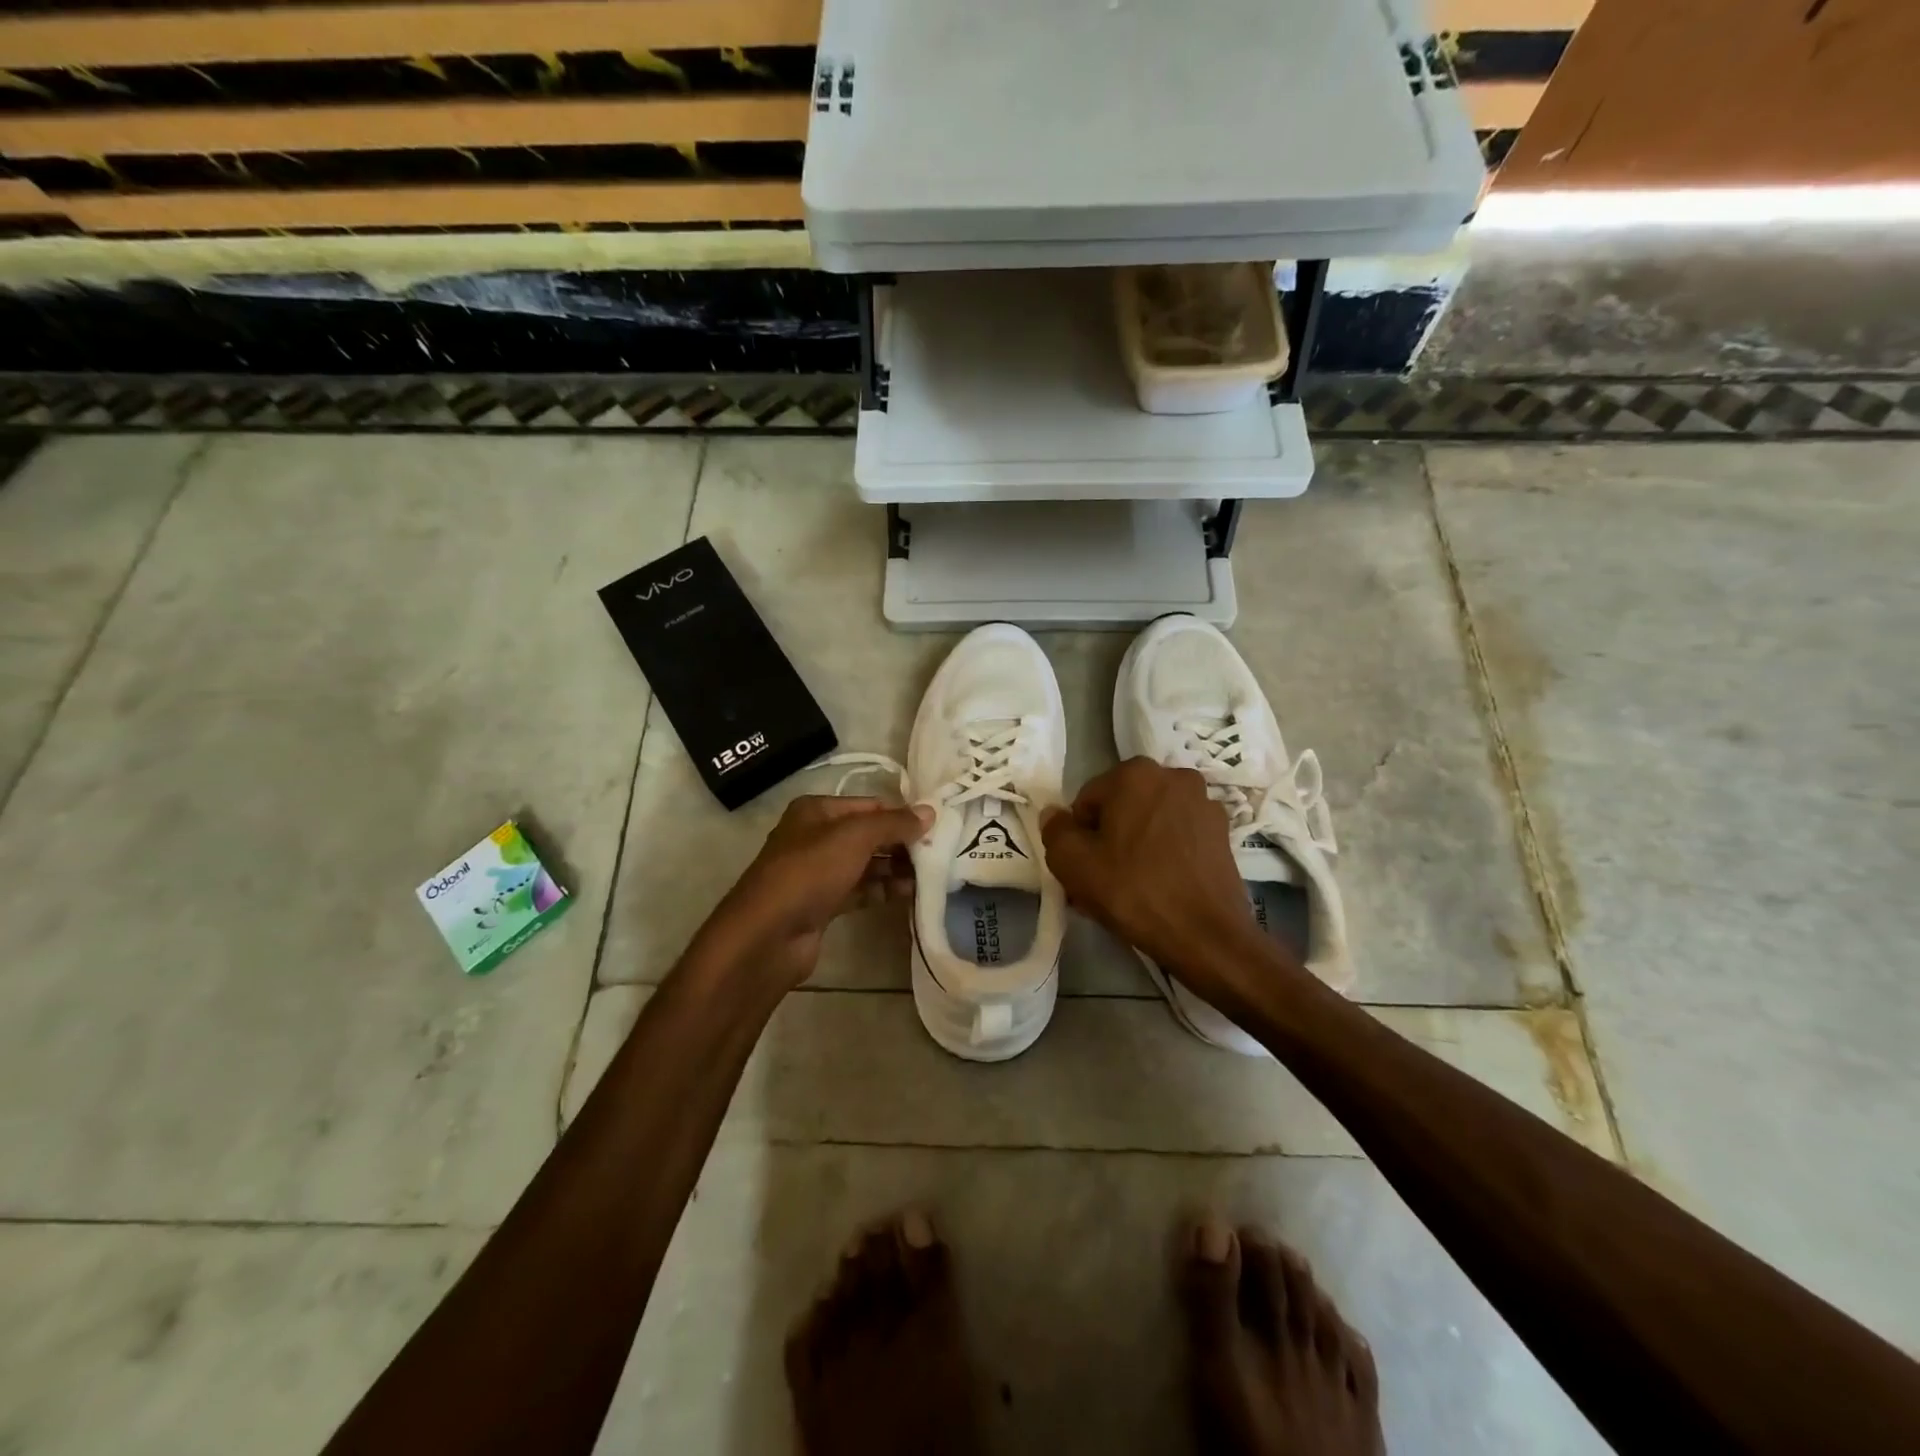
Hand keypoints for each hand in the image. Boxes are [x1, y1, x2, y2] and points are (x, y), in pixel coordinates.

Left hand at [701, 796, 932, 989]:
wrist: (768, 935)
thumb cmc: (810, 872)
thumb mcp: (855, 837)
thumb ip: (894, 823)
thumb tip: (930, 812)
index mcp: (817, 811)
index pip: (870, 805)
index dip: (902, 814)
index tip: (937, 827)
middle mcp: (816, 836)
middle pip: (869, 835)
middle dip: (901, 844)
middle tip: (938, 854)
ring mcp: (818, 872)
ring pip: (866, 864)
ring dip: (896, 869)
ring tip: (930, 876)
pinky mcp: (823, 903)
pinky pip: (860, 890)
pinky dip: (883, 890)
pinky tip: (910, 894)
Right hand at [1042, 759, 1298, 1013]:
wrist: (1205, 935)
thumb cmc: (1133, 891)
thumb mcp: (1072, 862)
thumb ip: (1055, 830)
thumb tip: (1054, 814)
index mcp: (1135, 773)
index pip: (1087, 800)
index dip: (1079, 835)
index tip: (1083, 867)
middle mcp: (1174, 777)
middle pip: (1122, 807)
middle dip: (1109, 837)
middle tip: (1102, 879)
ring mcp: (1204, 804)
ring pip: (1150, 822)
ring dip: (1136, 845)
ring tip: (1132, 886)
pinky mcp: (1223, 833)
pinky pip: (1178, 836)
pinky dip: (1164, 853)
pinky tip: (1160, 886)